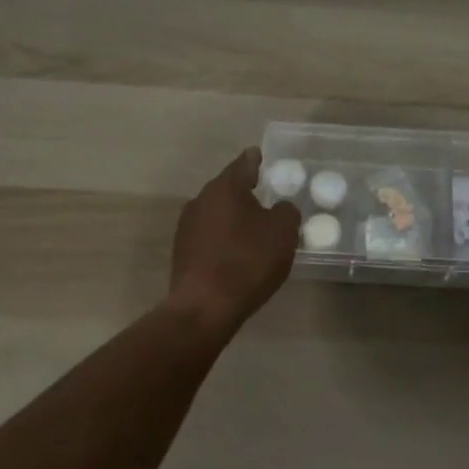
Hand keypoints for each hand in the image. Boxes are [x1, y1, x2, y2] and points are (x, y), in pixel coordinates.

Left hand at [167, 148, 299, 338]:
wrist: (204, 308)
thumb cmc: (248, 261)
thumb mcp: (283, 232)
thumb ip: (286, 211)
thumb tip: (279, 208)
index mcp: (225, 186)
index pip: (245, 162)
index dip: (258, 160)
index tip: (267, 161)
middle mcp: (202, 198)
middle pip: (229, 187)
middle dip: (247, 192)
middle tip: (268, 200)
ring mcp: (187, 226)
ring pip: (218, 212)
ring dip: (235, 217)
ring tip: (255, 231)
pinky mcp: (182, 251)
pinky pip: (210, 235)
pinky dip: (224, 238)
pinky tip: (238, 255)